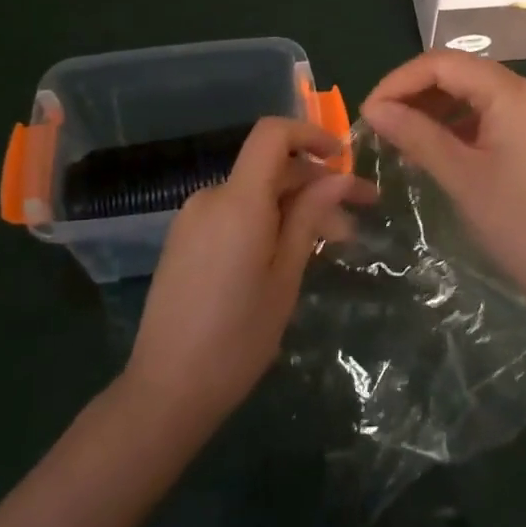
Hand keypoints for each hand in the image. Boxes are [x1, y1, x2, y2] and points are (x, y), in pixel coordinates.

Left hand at [121, 117, 360, 436]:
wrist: (166, 392)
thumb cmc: (238, 338)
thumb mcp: (286, 276)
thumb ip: (309, 217)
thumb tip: (336, 177)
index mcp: (238, 201)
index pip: (272, 135)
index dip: (310, 135)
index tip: (343, 159)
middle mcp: (211, 197)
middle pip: (270, 168)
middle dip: (316, 184)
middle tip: (359, 215)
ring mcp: (193, 218)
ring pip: (255, 194)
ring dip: (295, 206)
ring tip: (332, 243)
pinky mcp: (185, 240)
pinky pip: (234, 213)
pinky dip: (267, 220)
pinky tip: (289, 252)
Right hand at [361, 51, 525, 317]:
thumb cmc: (517, 223)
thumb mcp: (460, 176)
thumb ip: (415, 134)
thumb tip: (373, 109)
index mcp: (513, 93)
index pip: (444, 64)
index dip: (400, 81)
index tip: (368, 111)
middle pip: (460, 72)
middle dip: (415, 92)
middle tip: (380, 123)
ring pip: (474, 91)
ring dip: (435, 107)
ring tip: (400, 136)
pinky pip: (490, 112)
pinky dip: (458, 122)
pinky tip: (433, 145)